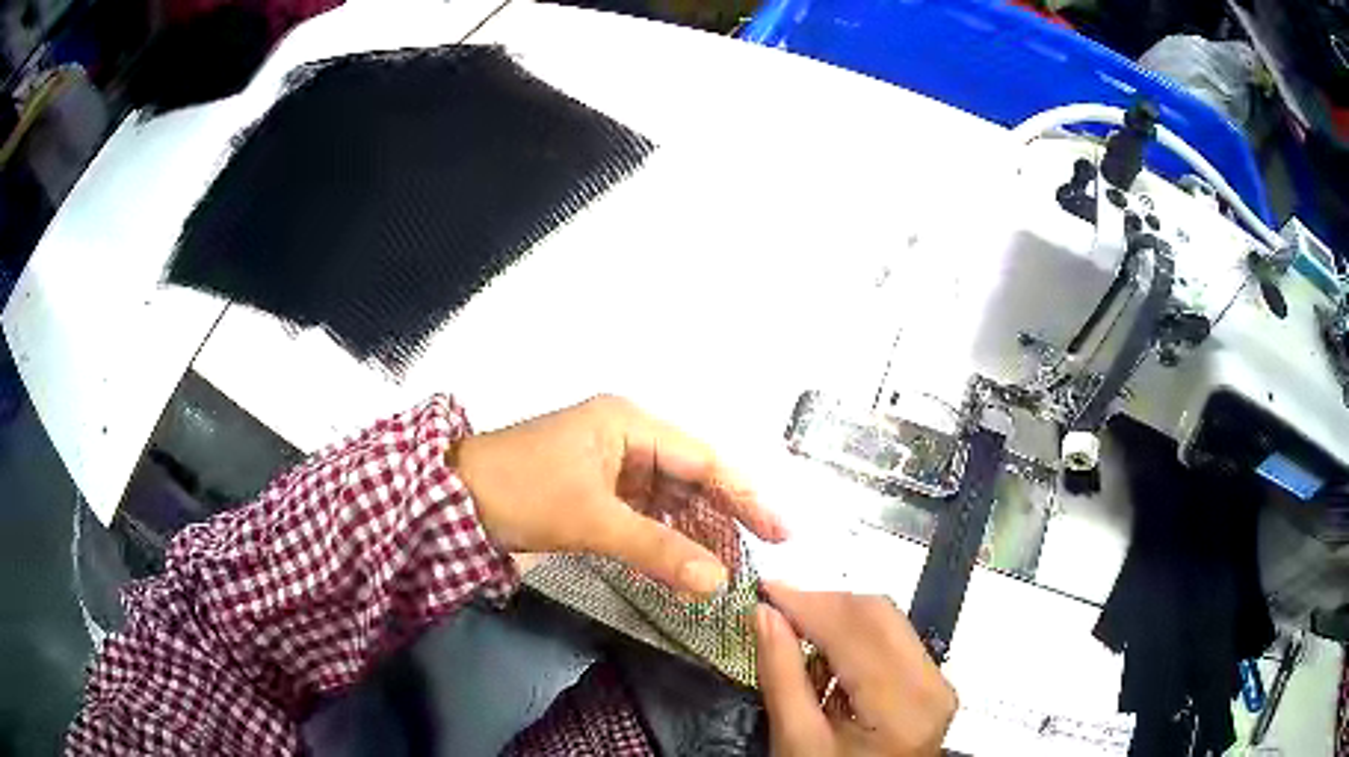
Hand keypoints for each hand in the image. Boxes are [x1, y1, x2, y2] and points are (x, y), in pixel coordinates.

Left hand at [451, 395, 787, 594]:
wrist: (452, 498)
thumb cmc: (523, 491)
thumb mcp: (593, 520)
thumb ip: (657, 550)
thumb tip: (718, 582)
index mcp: (630, 424)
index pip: (704, 460)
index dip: (745, 497)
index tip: (779, 533)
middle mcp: (627, 437)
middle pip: (690, 479)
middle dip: (721, 519)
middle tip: (754, 560)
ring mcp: (610, 465)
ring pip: (667, 500)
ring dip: (692, 534)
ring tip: (721, 570)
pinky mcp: (595, 490)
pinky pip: (642, 514)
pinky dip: (661, 539)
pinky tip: (680, 564)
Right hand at [755, 582, 957, 755]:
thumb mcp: (795, 740)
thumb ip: (781, 675)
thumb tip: (763, 614)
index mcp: (901, 707)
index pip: (856, 631)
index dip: (808, 603)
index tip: (764, 589)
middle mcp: (932, 685)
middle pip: (879, 616)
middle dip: (823, 606)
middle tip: (775, 610)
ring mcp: (938, 683)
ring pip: (887, 622)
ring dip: (838, 619)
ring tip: (796, 638)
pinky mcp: (932, 684)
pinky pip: (893, 640)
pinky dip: (855, 638)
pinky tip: (826, 660)